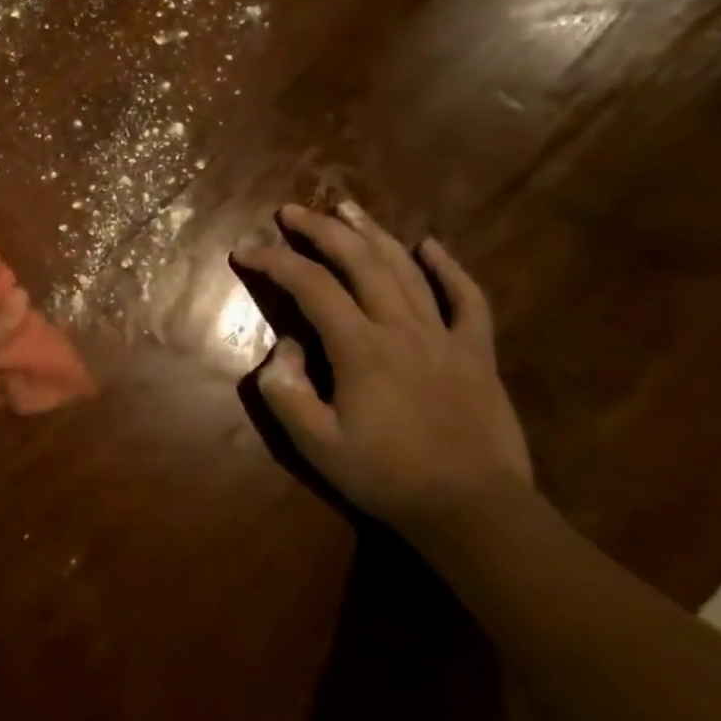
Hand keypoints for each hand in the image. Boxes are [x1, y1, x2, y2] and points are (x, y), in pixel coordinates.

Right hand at [237, 201, 531, 531]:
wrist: (474, 511)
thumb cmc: (386, 476)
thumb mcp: (315, 443)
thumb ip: (285, 391)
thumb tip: (283, 347)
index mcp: (360, 347)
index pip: (309, 285)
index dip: (273, 261)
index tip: (244, 252)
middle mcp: (402, 328)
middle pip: (359, 261)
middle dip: (321, 230)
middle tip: (291, 212)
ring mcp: (444, 337)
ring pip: (407, 269)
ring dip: (373, 234)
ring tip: (347, 209)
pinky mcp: (476, 353)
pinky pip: (468, 300)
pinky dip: (450, 269)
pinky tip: (432, 246)